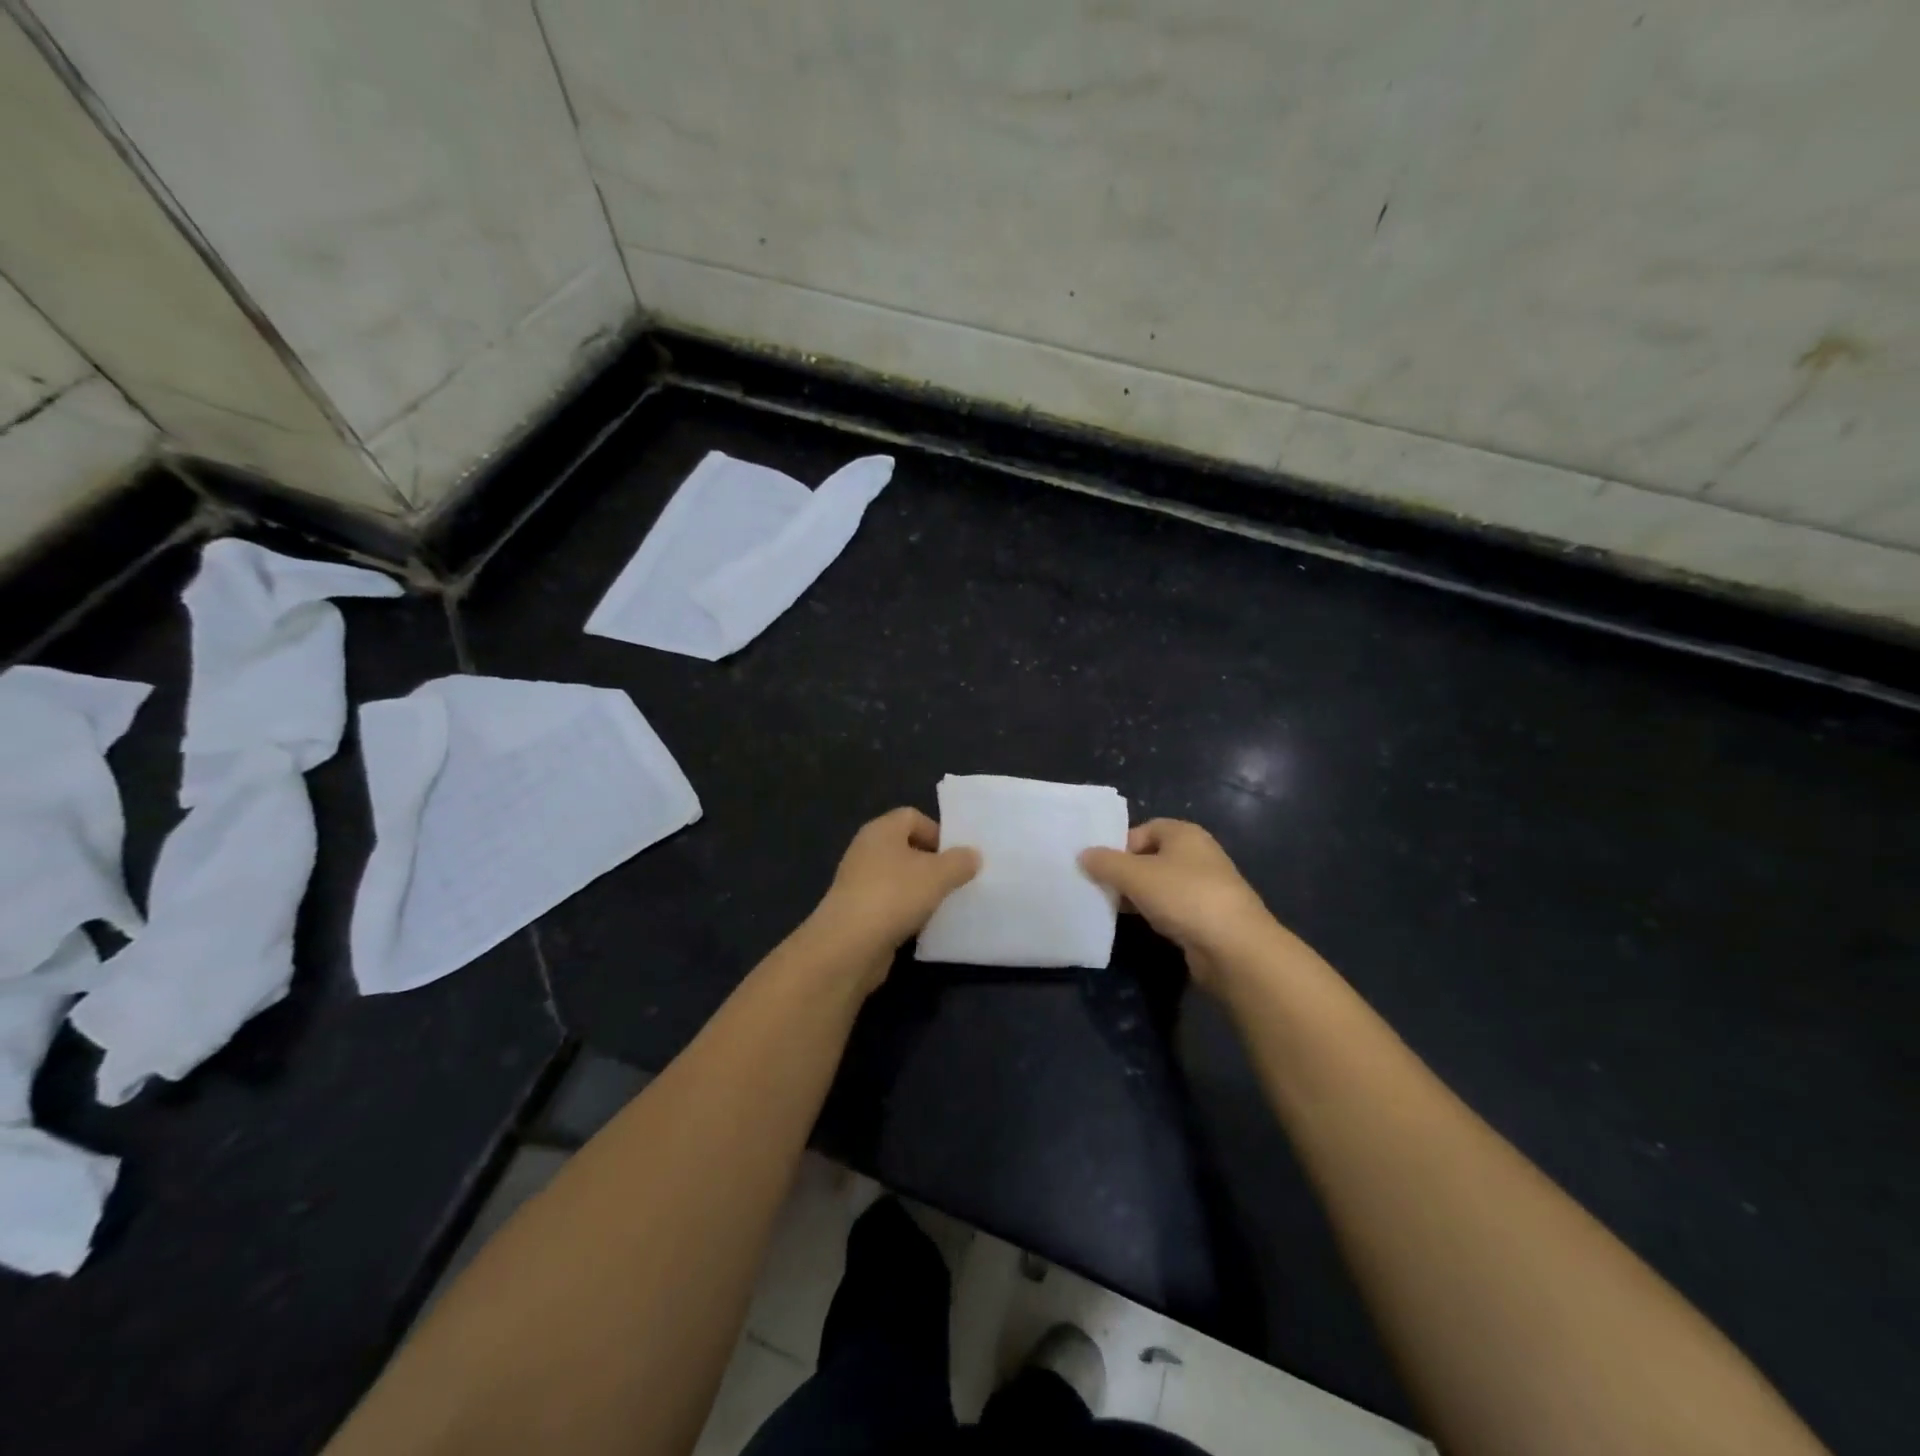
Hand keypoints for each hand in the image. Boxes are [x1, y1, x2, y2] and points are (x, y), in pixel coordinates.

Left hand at [804, 808, 979, 991]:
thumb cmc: (894, 896)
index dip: (937, 832)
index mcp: (881, 830)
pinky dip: (906, 911)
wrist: (848, 946)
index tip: (958, 856)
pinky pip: (890, 903)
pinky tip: (922, 926)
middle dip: (932, 863)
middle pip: (906, 847)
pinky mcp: (858, 912)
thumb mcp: (938, 875)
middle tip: (956, 880)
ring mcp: (859, 882)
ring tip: (944, 904)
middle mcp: (866, 850)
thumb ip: (960, 861)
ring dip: (921, 889)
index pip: (912, 816)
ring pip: (898, 878)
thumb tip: (972, 855)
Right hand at [1080, 819, 1281, 990]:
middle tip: (1101, 888)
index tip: (1100, 866)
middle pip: (1151, 856)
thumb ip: (1106, 863)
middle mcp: (1198, 854)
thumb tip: (1083, 854)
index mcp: (1185, 834)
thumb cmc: (1184, 896)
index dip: (1120, 845)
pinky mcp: (1208, 916)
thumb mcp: (1135, 875)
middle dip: (1125, 872)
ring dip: (1139, 894)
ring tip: (1115, 908)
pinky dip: (1155, 913)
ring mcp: (1206, 886)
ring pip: (1161, 884)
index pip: (1144, 829)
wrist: (1234, 947)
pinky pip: (1173, 907)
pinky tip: (1142, 925)